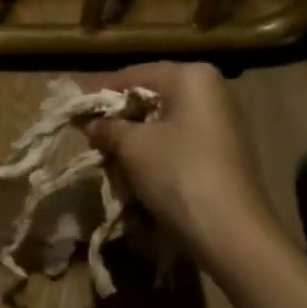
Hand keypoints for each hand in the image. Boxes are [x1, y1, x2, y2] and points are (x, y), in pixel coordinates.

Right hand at [84, 63, 284, 264]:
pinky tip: (139, 178)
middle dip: (120, 122)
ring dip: (135, 143)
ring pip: (163, 124)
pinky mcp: (224, 152)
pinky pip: (179, 144)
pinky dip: (156, 156)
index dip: (100, 96)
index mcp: (191, 76)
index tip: (75, 114)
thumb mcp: (132, 146)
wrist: (231, 232)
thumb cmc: (178, 172)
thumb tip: (91, 123)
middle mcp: (211, 91)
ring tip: (113, 165)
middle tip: (93, 142)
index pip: (132, 76)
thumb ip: (107, 127)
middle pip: (150, 99)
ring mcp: (222, 123)